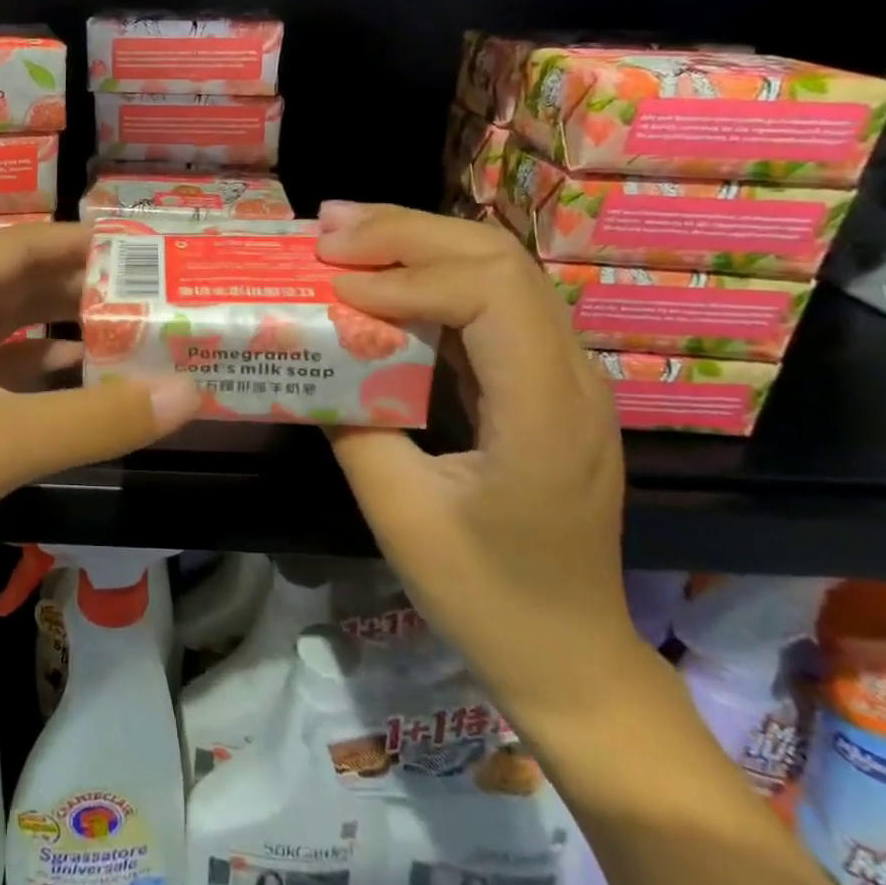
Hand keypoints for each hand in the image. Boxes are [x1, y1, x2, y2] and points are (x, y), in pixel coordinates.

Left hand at [0, 221, 199, 581]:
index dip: (76, 240)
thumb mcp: (9, 442)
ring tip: (120, 324)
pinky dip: (35, 362)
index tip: (134, 247)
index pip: (19, 245)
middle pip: (14, 280)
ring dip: (57, 321)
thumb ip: (102, 418)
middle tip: (141, 289)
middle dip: (75, 281)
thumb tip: (190, 392)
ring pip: (4, 322)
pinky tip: (73, 374)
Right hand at [315, 201, 639, 723]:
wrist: (570, 656)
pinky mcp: (542, 383)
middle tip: (327, 228)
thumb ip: (354, 424)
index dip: (407, 276)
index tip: (337, 287)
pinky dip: (431, 276)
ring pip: (499, 270)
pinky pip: (492, 303)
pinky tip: (382, 276)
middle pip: (499, 259)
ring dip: (418, 242)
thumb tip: (313, 359)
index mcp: (546, 412)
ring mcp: (565, 376)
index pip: (490, 294)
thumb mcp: (401, 515)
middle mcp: (571, 376)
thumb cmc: (486, 595)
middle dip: (407, 232)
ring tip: (344, 232)